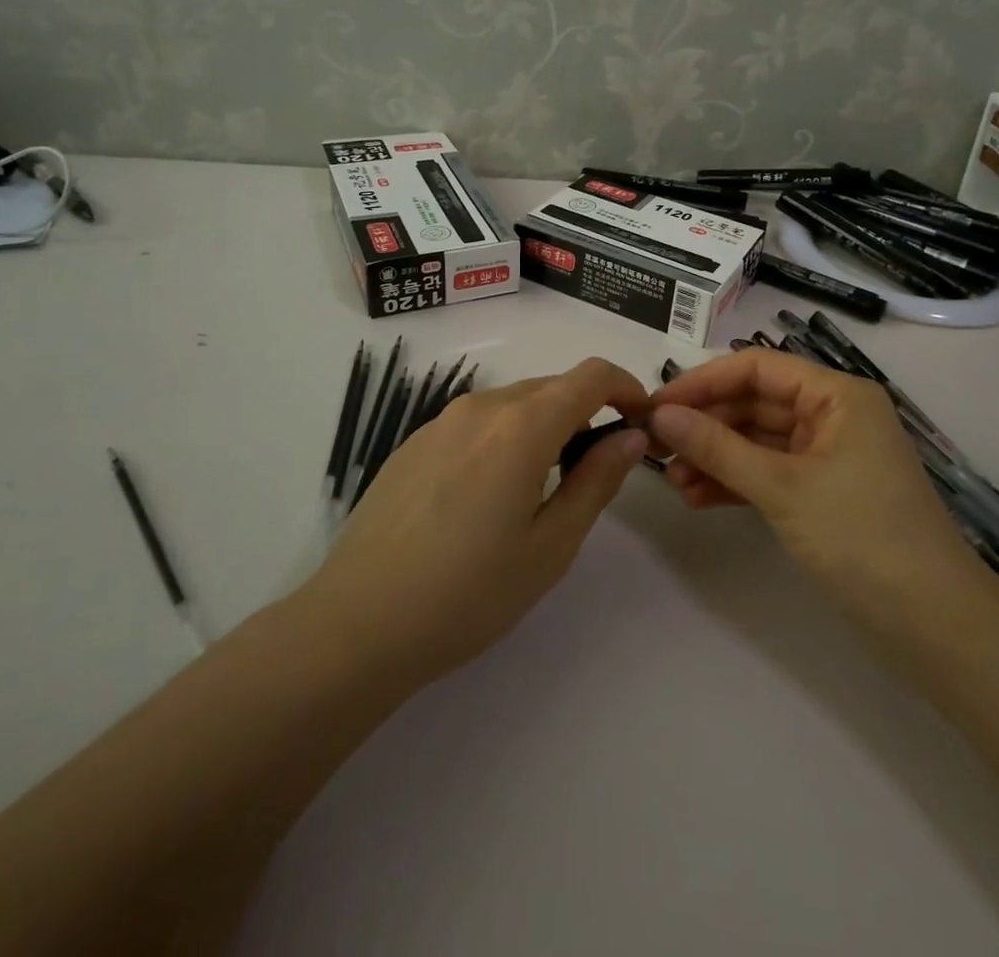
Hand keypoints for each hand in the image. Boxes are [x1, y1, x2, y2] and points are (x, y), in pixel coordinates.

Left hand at [303, 358, 649, 688]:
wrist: (357, 623)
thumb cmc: (468, 593)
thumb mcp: (550, 546)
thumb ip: (596, 481)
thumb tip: (631, 436)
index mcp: (522, 426)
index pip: (590, 375)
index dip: (625, 387)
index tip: (640, 422)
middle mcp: (481, 407)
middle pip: (552, 387)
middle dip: (587, 412)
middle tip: (597, 468)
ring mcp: (440, 421)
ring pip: (513, 403)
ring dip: (545, 425)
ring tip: (544, 487)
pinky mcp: (413, 442)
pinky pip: (476, 422)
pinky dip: (505, 437)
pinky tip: (489, 496)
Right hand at [648, 349, 990, 627]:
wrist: (933, 625)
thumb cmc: (862, 537)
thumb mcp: (783, 488)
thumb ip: (718, 448)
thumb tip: (661, 415)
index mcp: (837, 395)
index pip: (758, 368)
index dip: (704, 382)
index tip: (657, 405)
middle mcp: (833, 415)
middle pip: (755, 403)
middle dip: (706, 424)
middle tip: (655, 446)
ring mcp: (829, 456)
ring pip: (758, 441)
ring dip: (716, 456)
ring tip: (672, 480)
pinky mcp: (823, 493)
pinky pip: (769, 474)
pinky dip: (735, 482)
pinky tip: (697, 498)